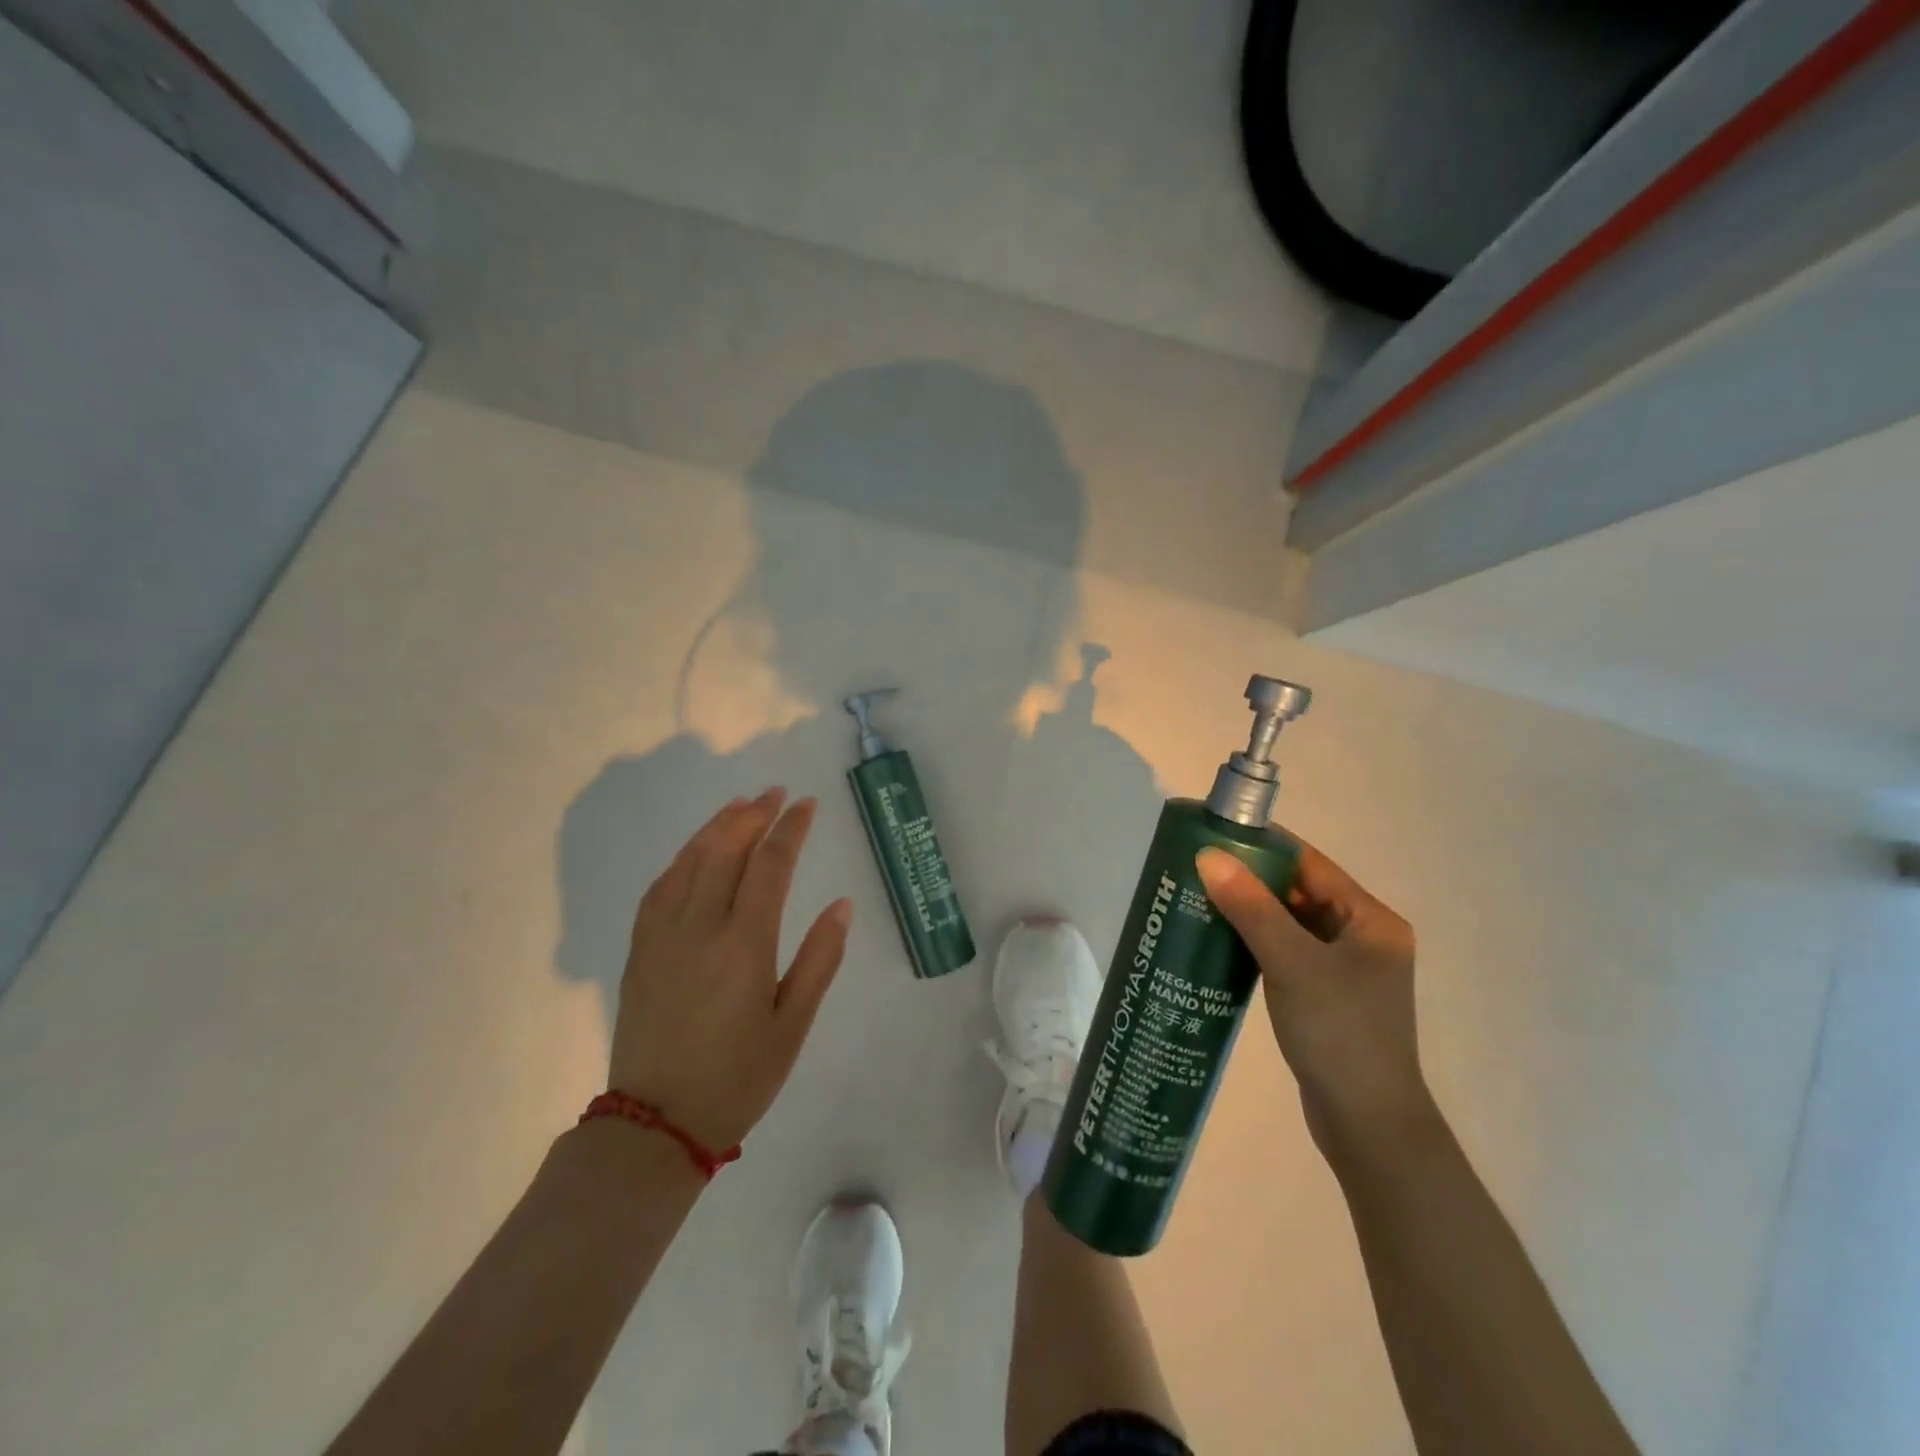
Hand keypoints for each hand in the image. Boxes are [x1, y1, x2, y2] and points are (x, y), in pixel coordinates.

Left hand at [608, 789, 851, 1150]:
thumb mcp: (793, 1025)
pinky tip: (695, 852)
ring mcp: (664, 935)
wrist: (656, 1124)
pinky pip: (660, 887)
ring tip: (740, 806)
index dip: (790, 830)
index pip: (770, 866)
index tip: (806, 805)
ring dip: (717, 827)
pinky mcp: (641, 950)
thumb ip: (820, 960)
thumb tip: (842, 905)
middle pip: (726, 851)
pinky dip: (682, 858)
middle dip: (753, 815)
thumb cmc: (738, 1077)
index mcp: (744, 944)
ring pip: (689, 861)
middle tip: (774, 793)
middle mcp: (701, 927)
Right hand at [1196, 837, 1425, 1152]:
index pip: (1311, 864)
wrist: (1367, 1125)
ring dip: (1250, 912)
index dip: (1264, 847)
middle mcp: (1363, 937)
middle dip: (1251, 879)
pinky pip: (1287, 953)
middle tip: (1197, 869)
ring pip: (1290, 924)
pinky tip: (1220, 943)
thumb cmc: (1339, 1033)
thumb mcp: (1292, 963)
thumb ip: (1251, 907)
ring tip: (1199, 900)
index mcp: (1371, 920)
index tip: (1215, 836)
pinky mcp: (1327, 996)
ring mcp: (1346, 970)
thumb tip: (1208, 857)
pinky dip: (1256, 943)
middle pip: (1300, 892)